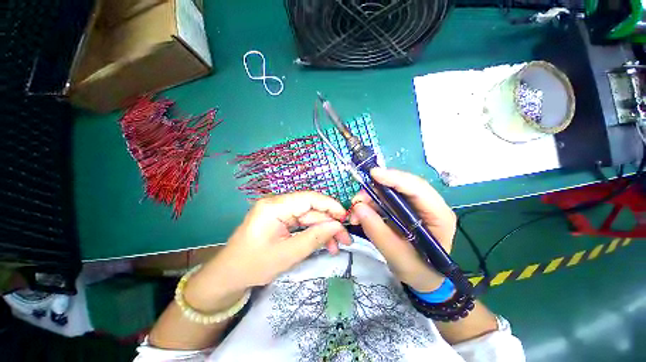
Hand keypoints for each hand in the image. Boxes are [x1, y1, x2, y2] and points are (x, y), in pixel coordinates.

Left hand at [184, 192, 350, 312]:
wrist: (228, 276)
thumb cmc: (253, 266)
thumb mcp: (287, 255)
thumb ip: (314, 238)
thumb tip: (337, 226)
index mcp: (274, 206)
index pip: (309, 198)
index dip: (330, 205)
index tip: (346, 218)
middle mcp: (277, 203)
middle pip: (311, 208)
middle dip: (329, 223)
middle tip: (345, 240)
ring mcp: (279, 211)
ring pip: (309, 216)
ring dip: (323, 230)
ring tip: (336, 246)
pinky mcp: (281, 219)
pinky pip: (302, 222)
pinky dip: (314, 232)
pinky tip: (324, 243)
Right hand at [349, 168, 455, 291]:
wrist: (424, 279)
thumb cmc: (418, 271)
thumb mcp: (397, 256)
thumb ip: (378, 232)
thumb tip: (358, 207)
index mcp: (438, 216)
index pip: (418, 189)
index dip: (396, 179)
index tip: (374, 174)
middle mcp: (430, 205)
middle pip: (403, 186)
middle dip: (377, 189)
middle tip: (357, 199)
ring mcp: (417, 206)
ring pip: (391, 191)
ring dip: (371, 198)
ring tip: (356, 210)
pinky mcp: (405, 209)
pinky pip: (386, 199)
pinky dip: (372, 203)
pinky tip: (362, 212)